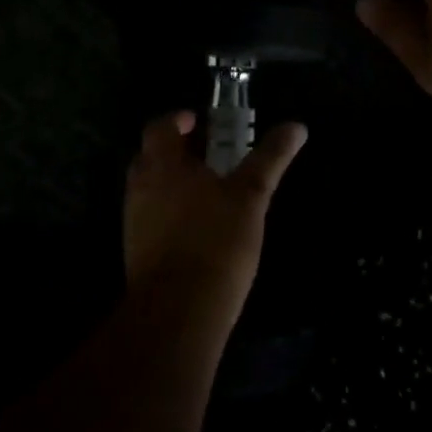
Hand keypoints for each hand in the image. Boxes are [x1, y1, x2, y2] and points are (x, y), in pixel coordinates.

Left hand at [123, 111, 307, 313]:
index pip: (160, 126)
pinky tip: (197, 228)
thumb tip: (297, 125)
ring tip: (208, 191)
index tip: (201, 122)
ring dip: (173, 182)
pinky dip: (169, 211)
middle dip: (177, 150)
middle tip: (209, 155)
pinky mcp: (135, 250)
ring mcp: (134, 219)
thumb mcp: (251, 195)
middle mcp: (140, 185)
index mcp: (162, 163)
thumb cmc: (216, 241)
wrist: (179, 312)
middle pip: (151, 155)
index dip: (179, 119)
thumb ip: (271, 158)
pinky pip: (150, 217)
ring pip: (150, 187)